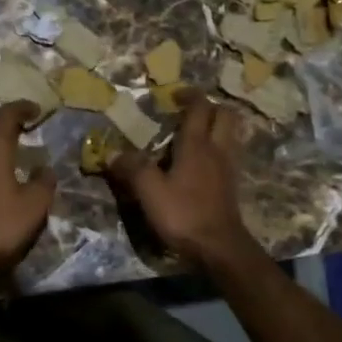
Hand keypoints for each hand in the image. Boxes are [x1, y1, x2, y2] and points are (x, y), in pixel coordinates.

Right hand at [107, 93, 257, 268]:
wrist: (219, 248)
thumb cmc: (183, 214)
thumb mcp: (149, 191)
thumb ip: (132, 168)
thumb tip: (110, 152)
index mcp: (197, 144)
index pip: (199, 107)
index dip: (189, 95)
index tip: (174, 94)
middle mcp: (217, 149)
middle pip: (225, 115)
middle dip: (209, 107)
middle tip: (188, 111)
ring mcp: (228, 167)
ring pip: (231, 134)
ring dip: (217, 126)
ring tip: (195, 133)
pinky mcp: (231, 185)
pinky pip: (229, 153)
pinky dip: (218, 148)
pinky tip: (201, 161)